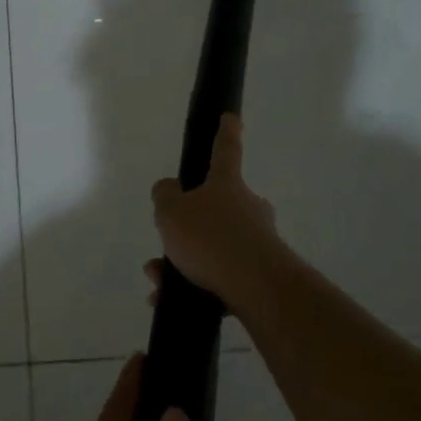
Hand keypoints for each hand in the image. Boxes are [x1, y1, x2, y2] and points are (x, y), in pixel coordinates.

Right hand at [150, 114, 284, 309]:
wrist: (256, 286)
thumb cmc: (210, 238)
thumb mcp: (171, 212)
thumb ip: (165, 196)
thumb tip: (169, 189)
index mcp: (227, 185)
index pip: (225, 150)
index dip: (225, 132)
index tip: (230, 117)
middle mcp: (247, 208)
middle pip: (217, 208)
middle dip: (189, 227)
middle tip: (166, 247)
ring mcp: (258, 242)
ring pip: (214, 247)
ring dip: (184, 263)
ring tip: (159, 284)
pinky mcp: (261, 275)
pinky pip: (221, 277)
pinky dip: (196, 287)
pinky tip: (171, 302)